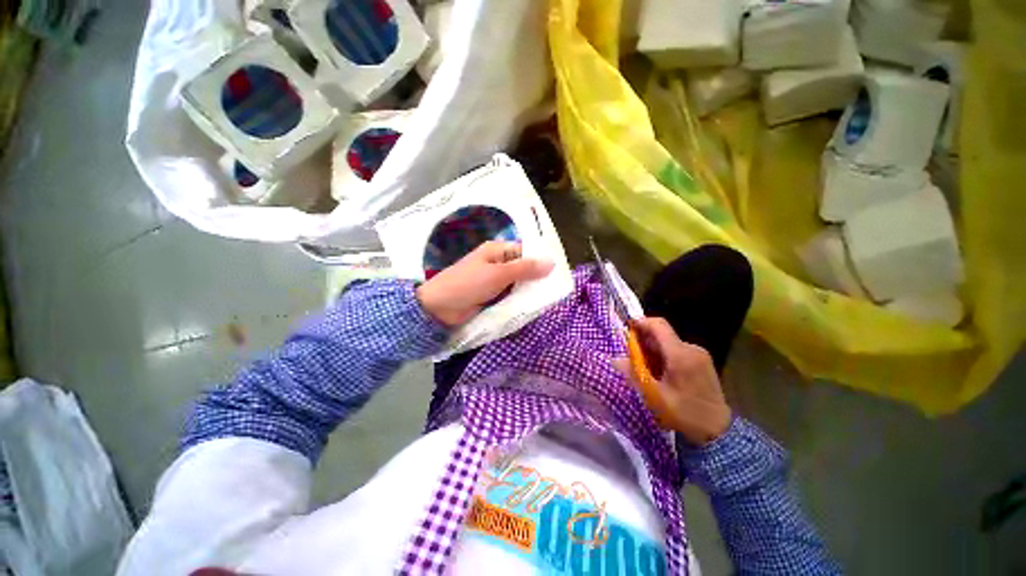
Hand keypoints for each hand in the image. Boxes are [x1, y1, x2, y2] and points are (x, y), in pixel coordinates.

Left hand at [416, 241, 554, 326]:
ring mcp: (494, 281)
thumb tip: (551, 262)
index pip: (525, 251)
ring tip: (547, 300)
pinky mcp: (492, 296)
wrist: (439, 308)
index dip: (540, 259)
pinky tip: (531, 307)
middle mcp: (497, 263)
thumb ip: (525, 269)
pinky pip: (510, 295)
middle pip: (523, 268)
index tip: (557, 272)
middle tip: (555, 289)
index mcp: (497, 251)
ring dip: (528, 291)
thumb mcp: (498, 274)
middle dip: (536, 278)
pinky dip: (519, 300)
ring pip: (518, 284)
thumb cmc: (468, 284)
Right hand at [615, 317, 730, 445]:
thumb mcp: (655, 396)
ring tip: (645, 367)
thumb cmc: (684, 413)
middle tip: (631, 355)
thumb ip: (634, 374)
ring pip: (669, 342)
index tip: (626, 327)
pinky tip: (660, 372)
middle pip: (662, 334)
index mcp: (680, 355)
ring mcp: (699, 354)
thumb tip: (614, 360)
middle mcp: (691, 348)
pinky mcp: (702, 360)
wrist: (718, 430)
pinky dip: (664, 355)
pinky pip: (677, 350)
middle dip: (644, 340)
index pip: (658, 325)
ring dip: (653, 349)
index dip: (640, 322)